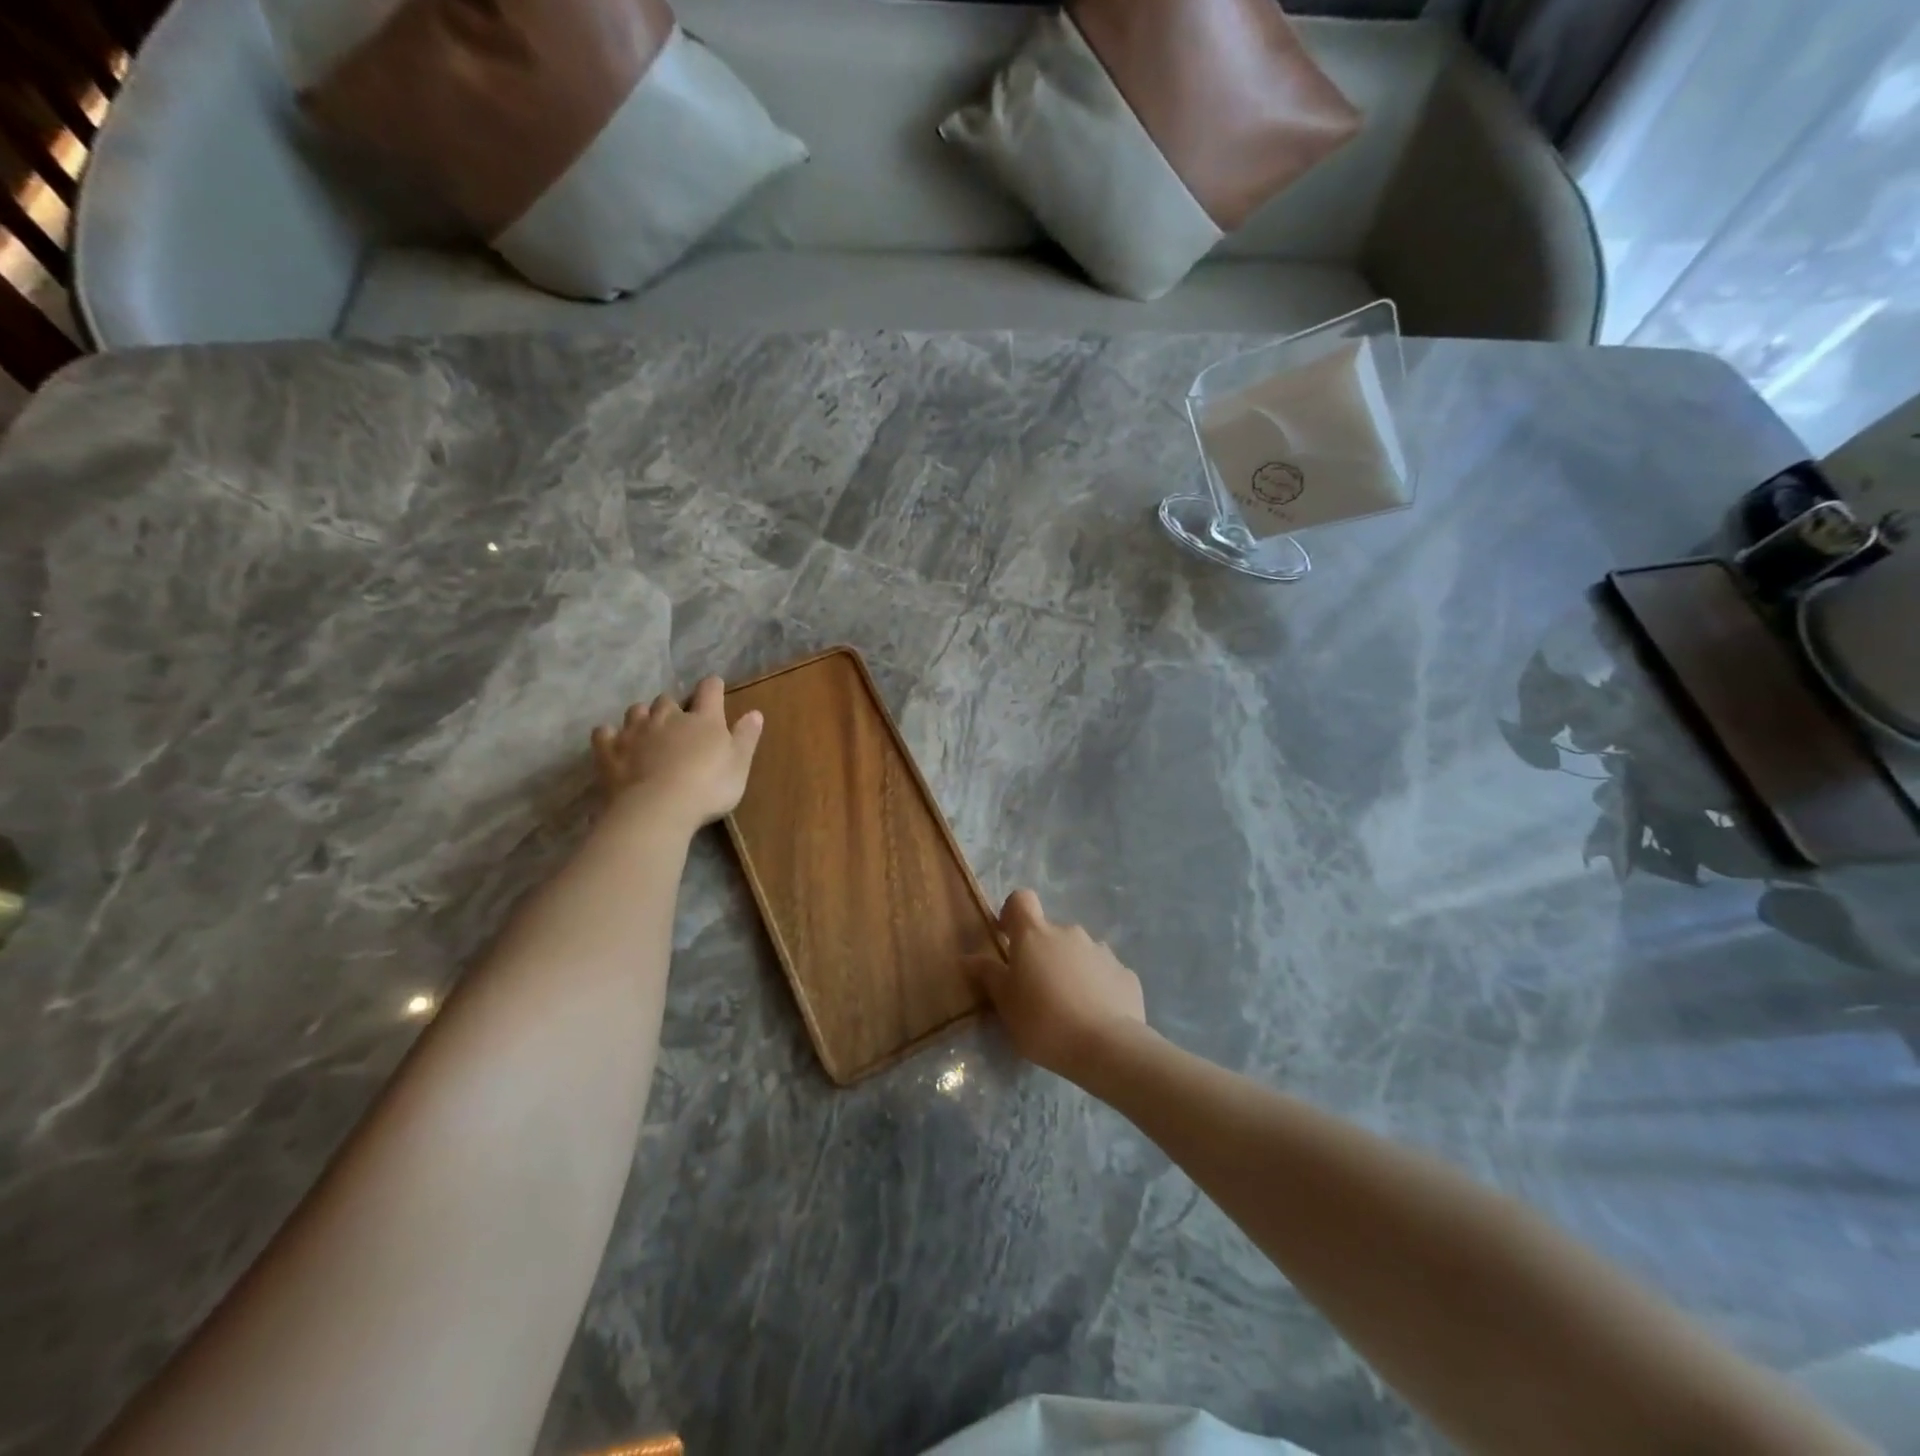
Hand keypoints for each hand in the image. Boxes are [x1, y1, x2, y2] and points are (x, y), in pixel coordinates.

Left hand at [590, 676, 763, 832]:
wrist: (657, 808)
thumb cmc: (708, 787)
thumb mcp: (739, 765)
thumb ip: (746, 737)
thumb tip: (755, 712)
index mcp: (703, 719)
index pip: (709, 690)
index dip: (712, 687)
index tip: (714, 688)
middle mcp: (667, 717)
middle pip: (668, 700)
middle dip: (673, 707)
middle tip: (678, 722)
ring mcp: (635, 731)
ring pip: (637, 710)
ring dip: (643, 716)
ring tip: (647, 731)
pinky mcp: (609, 750)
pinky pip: (604, 733)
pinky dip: (610, 735)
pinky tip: (615, 743)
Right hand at [969, 890, 1146, 1080]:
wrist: (1107, 1046)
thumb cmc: (1044, 1022)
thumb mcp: (1006, 1003)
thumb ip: (988, 975)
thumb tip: (967, 957)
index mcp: (1035, 935)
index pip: (1021, 899)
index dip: (1012, 913)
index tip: (1007, 938)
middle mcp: (1069, 932)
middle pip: (1049, 932)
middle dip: (1042, 953)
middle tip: (1036, 989)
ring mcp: (1101, 950)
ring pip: (1078, 952)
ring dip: (1069, 968)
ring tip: (1068, 1006)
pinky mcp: (1125, 973)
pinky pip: (1102, 972)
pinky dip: (1096, 985)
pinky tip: (1094, 1015)